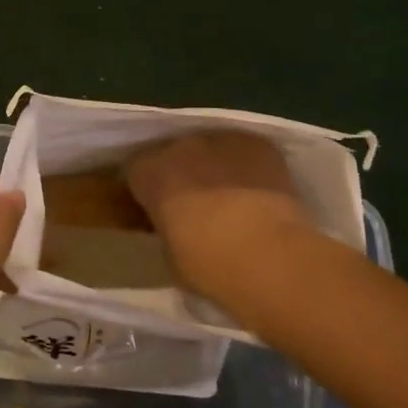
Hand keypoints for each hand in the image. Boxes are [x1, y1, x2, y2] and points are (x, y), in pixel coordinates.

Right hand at [126, 132, 315, 314]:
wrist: (271, 257)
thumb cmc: (210, 266)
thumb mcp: (170, 255)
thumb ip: (167, 228)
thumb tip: (177, 225)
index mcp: (150, 173)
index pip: (135, 171)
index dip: (146, 191)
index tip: (157, 211)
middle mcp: (180, 146)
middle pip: (173, 154)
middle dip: (180, 174)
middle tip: (194, 206)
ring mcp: (221, 141)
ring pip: (210, 149)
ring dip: (214, 167)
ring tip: (231, 198)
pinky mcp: (257, 143)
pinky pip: (243, 150)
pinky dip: (246, 166)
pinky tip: (258, 191)